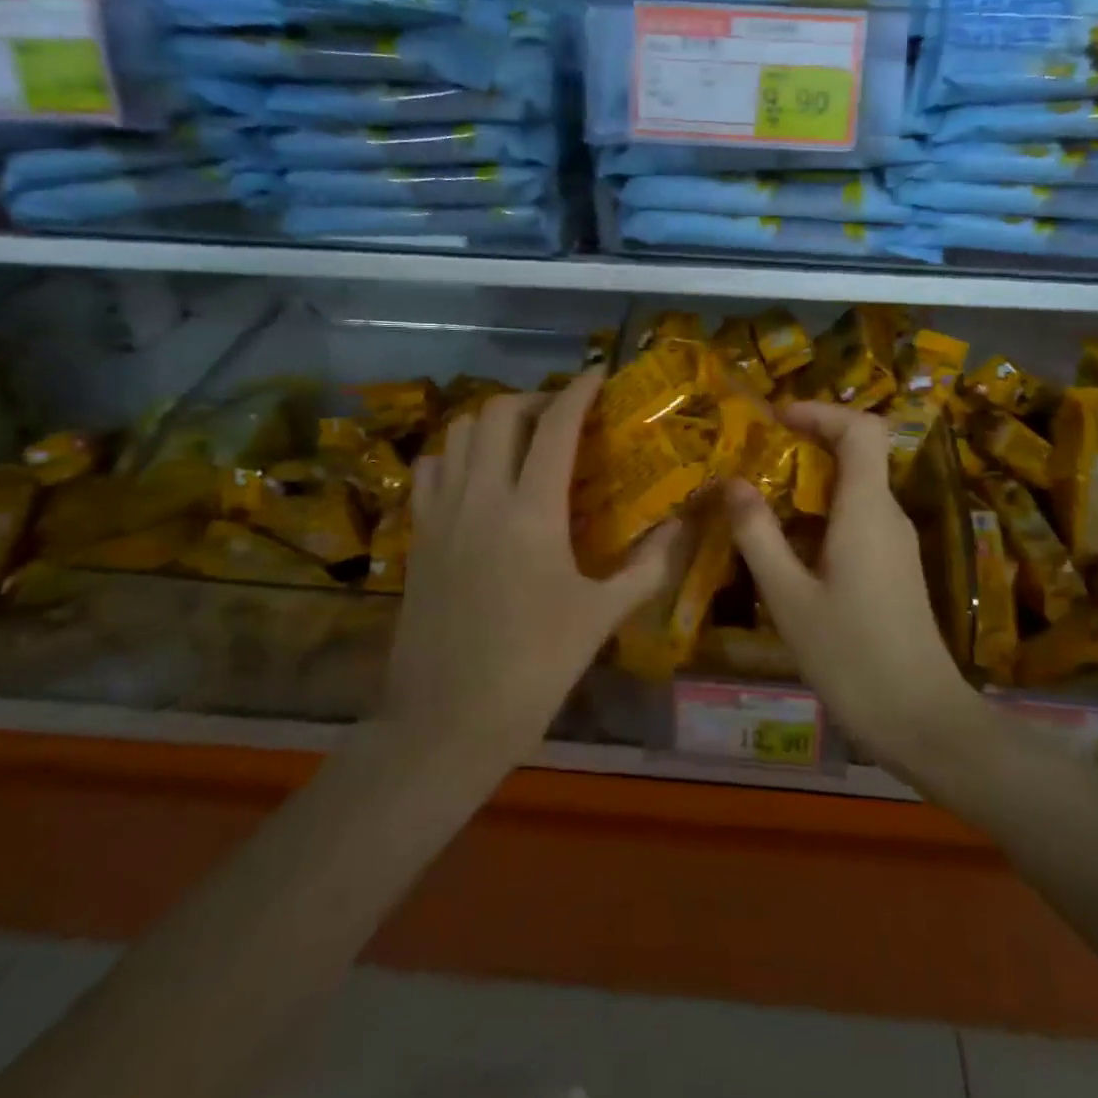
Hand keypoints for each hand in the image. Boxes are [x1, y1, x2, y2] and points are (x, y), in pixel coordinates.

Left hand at [388, 369, 684, 770]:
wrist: (446, 722)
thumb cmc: (534, 669)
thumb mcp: (601, 617)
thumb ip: (647, 565)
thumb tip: (679, 527)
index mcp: (531, 512)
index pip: (556, 427)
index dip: (579, 391)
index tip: (598, 375)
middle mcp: (480, 497)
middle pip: (498, 413)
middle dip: (534, 399)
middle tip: (562, 416)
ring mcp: (441, 514)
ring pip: (459, 433)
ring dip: (493, 422)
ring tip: (521, 441)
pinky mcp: (417, 536)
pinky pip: (430, 469)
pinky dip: (455, 454)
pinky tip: (476, 478)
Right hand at [723, 401, 979, 771]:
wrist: (920, 720)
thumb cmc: (850, 656)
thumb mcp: (788, 596)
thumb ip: (758, 534)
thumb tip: (731, 482)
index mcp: (867, 510)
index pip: (861, 428)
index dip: (820, 411)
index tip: (775, 417)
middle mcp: (887, 515)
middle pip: (857, 452)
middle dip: (806, 442)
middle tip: (753, 453)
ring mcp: (895, 542)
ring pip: (854, 487)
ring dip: (808, 481)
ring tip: (757, 495)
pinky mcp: (893, 567)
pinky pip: (856, 518)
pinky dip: (820, 513)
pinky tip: (784, 544)